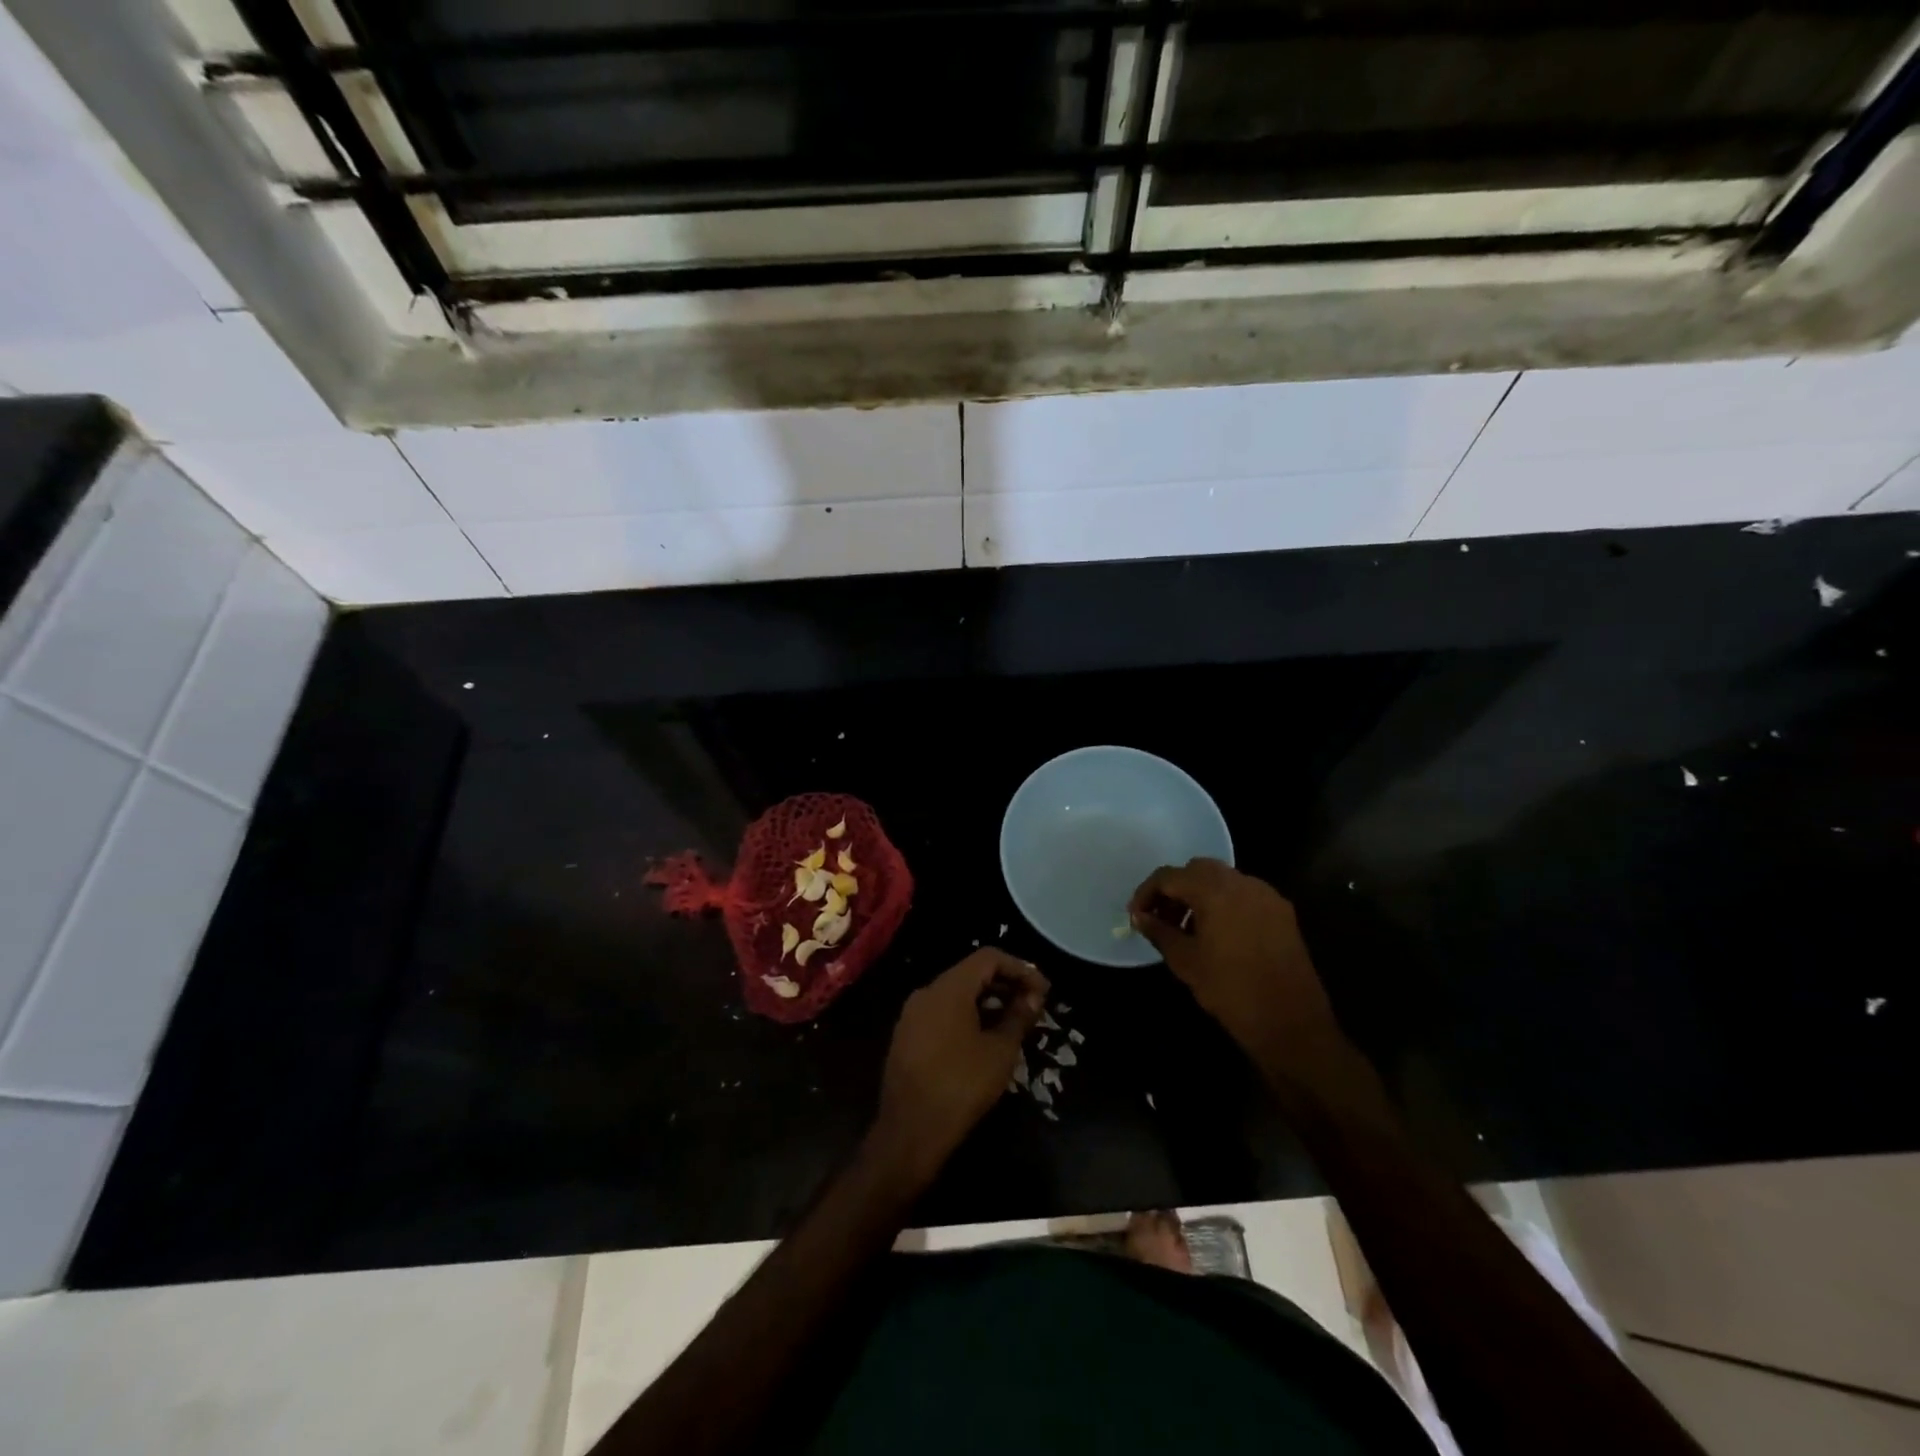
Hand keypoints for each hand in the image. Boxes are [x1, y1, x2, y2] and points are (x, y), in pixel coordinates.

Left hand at [872, 949, 1048, 1179]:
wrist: (910, 1132)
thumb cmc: (961, 1086)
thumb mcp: (1000, 1051)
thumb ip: (1019, 1016)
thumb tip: (1034, 996)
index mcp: (948, 987)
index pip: (989, 957)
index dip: (1020, 968)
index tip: (1043, 991)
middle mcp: (927, 992)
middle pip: (971, 973)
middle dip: (1005, 984)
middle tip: (1033, 1005)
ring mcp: (912, 1014)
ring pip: (956, 993)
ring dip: (987, 1001)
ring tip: (1014, 1022)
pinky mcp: (907, 1036)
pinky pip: (942, 1012)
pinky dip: (967, 1015)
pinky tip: (985, 1038)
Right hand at [1129, 859, 1347, 1075]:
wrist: (1291, 1023)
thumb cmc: (1231, 990)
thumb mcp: (1186, 961)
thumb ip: (1159, 932)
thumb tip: (1140, 917)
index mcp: (1215, 890)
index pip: (1170, 876)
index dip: (1147, 893)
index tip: (1136, 915)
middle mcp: (1243, 883)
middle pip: (1198, 870)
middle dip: (1175, 889)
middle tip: (1160, 918)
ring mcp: (1266, 896)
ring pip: (1223, 880)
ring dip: (1199, 895)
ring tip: (1186, 929)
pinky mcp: (1282, 912)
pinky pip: (1244, 895)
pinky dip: (1224, 903)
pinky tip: (1217, 934)